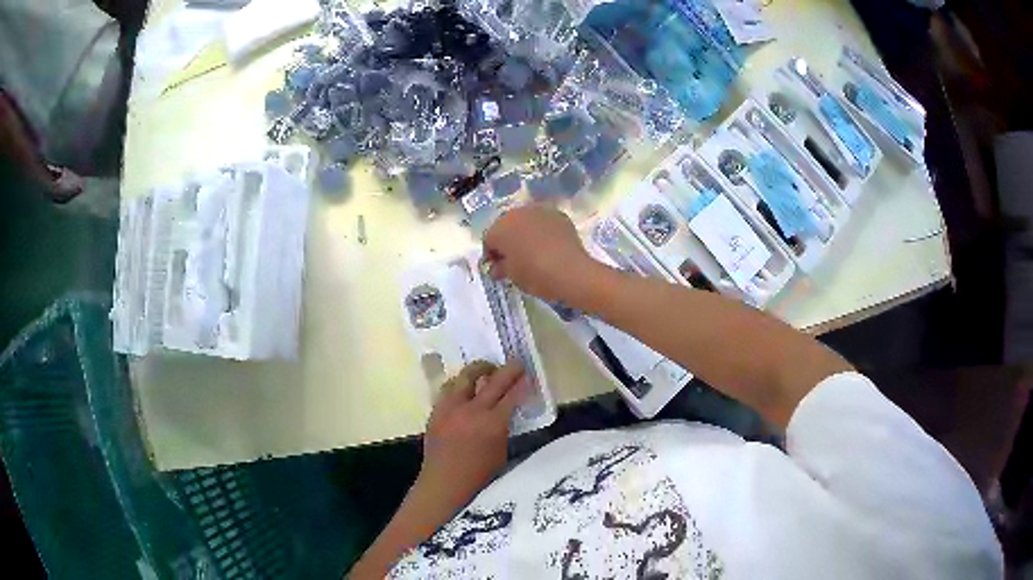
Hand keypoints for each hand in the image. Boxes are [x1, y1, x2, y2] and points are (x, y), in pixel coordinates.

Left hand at [418, 361, 527, 508]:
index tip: (528, 376)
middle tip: (516, 363)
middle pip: (493, 381)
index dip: (522, 384)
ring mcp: (451, 408)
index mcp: (493, 424)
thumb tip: (507, 412)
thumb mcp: (502, 452)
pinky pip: (449, 389)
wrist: (444, 484)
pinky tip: (465, 389)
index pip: (512, 396)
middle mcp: (472, 410)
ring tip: (487, 371)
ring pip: (465, 377)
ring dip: (479, 371)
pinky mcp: (436, 411)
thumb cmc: (479, 476)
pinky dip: (460, 385)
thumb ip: (504, 428)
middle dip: (507, 370)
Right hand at [483, 205, 597, 302]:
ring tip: (532, 252)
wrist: (570, 271)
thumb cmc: (535, 274)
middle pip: (507, 226)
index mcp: (500, 228)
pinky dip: (543, 231)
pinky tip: (549, 246)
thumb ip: (500, 268)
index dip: (491, 255)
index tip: (498, 268)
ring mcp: (539, 211)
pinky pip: (544, 222)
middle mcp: (517, 214)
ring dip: (525, 233)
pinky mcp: (558, 215)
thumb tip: (497, 267)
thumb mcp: (512, 276)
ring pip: (526, 221)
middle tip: (513, 259)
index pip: (489, 240)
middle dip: (508, 241)